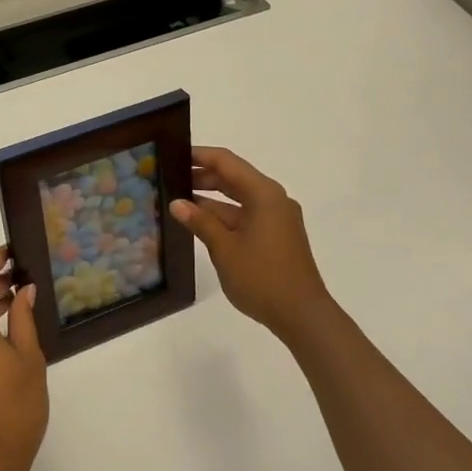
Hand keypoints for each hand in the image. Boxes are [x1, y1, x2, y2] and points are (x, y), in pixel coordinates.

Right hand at [171, 147, 334, 343]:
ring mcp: (276, 218)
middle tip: (169, 179)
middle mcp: (273, 199)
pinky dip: (224, 216)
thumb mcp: (224, 248)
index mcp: (264, 194)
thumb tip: (177, 203)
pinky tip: (200, 224)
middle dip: (202, 177)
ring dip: (211, 199)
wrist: (302, 315)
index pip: (226, 162)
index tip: (172, 154)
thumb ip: (201, 222)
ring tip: (178, 201)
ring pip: (238, 199)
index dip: (199, 156)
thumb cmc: (262, 277)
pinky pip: (245, 216)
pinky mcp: (276, 236)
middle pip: (234, 178)